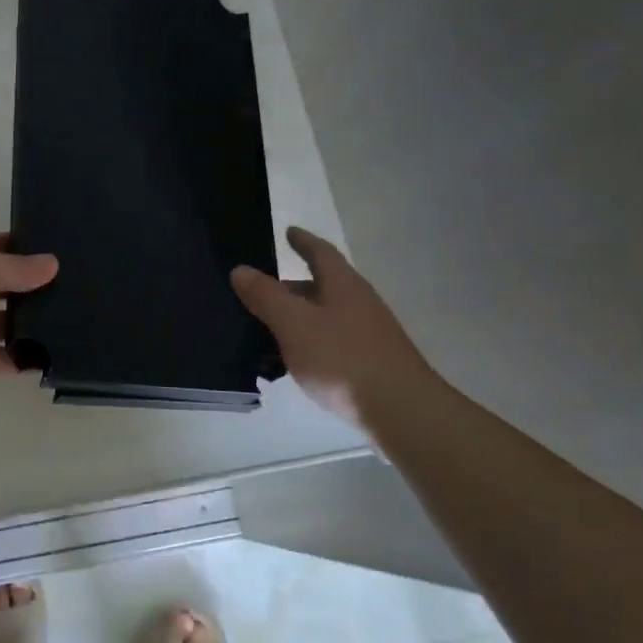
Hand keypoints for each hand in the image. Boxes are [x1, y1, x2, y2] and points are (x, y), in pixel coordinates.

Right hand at [231, 226, 436, 425]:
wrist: (402, 411)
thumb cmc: (343, 360)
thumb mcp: (294, 324)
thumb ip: (266, 296)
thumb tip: (241, 269)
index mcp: (343, 286)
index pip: (321, 252)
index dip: (303, 241)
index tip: (288, 231)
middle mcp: (359, 303)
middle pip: (321, 286)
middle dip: (291, 286)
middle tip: (259, 292)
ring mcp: (368, 334)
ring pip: (324, 316)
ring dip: (297, 318)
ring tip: (265, 331)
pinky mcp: (369, 362)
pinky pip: (330, 342)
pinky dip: (307, 343)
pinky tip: (291, 364)